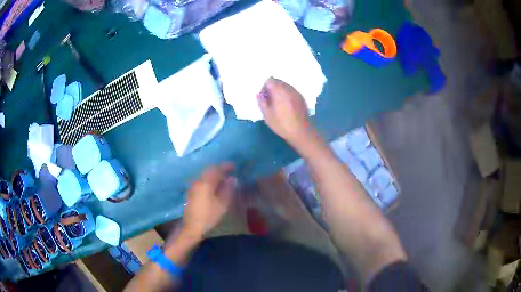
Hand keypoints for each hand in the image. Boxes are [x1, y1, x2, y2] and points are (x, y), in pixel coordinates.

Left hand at [182, 164, 236, 237]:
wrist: (192, 226)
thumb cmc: (209, 216)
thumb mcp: (222, 204)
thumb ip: (228, 189)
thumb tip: (232, 179)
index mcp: (205, 183)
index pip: (216, 169)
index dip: (226, 166)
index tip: (234, 166)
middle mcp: (197, 181)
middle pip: (208, 170)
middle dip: (219, 169)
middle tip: (229, 172)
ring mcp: (192, 186)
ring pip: (204, 175)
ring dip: (213, 175)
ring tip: (222, 179)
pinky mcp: (190, 192)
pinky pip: (201, 181)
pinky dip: (208, 180)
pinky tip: (213, 187)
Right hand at [257, 77, 315, 145]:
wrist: (301, 132)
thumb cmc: (282, 124)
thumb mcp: (267, 115)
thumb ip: (262, 102)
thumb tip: (259, 94)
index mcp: (279, 91)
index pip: (270, 80)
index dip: (265, 87)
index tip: (265, 97)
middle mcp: (289, 88)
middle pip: (278, 82)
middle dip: (272, 88)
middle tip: (270, 101)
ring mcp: (296, 93)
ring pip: (285, 86)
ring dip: (280, 92)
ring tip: (278, 104)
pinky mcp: (302, 98)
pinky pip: (292, 91)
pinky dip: (287, 95)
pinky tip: (287, 107)